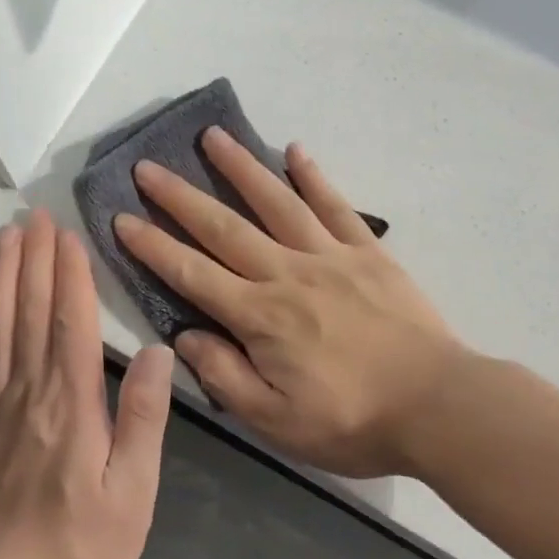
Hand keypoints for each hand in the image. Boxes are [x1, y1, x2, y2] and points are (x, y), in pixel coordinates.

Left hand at [0, 210, 173, 558]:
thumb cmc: (82, 547)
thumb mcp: (133, 492)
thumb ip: (144, 418)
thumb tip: (157, 353)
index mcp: (71, 406)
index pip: (69, 325)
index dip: (70, 276)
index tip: (68, 235)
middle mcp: (27, 393)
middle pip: (30, 313)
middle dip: (35, 260)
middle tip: (34, 215)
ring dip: (5, 276)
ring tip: (7, 237)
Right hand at [115, 128, 464, 479]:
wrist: (437, 406)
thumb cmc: (351, 421)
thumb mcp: (276, 421)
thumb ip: (225, 376)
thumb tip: (186, 335)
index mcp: (259, 317)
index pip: (192, 273)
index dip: (152, 246)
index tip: (121, 218)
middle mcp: (287, 274)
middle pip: (224, 228)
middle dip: (180, 196)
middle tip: (147, 167)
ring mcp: (330, 257)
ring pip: (276, 203)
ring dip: (240, 168)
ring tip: (212, 136)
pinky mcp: (368, 253)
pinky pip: (336, 206)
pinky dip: (314, 176)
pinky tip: (295, 150)